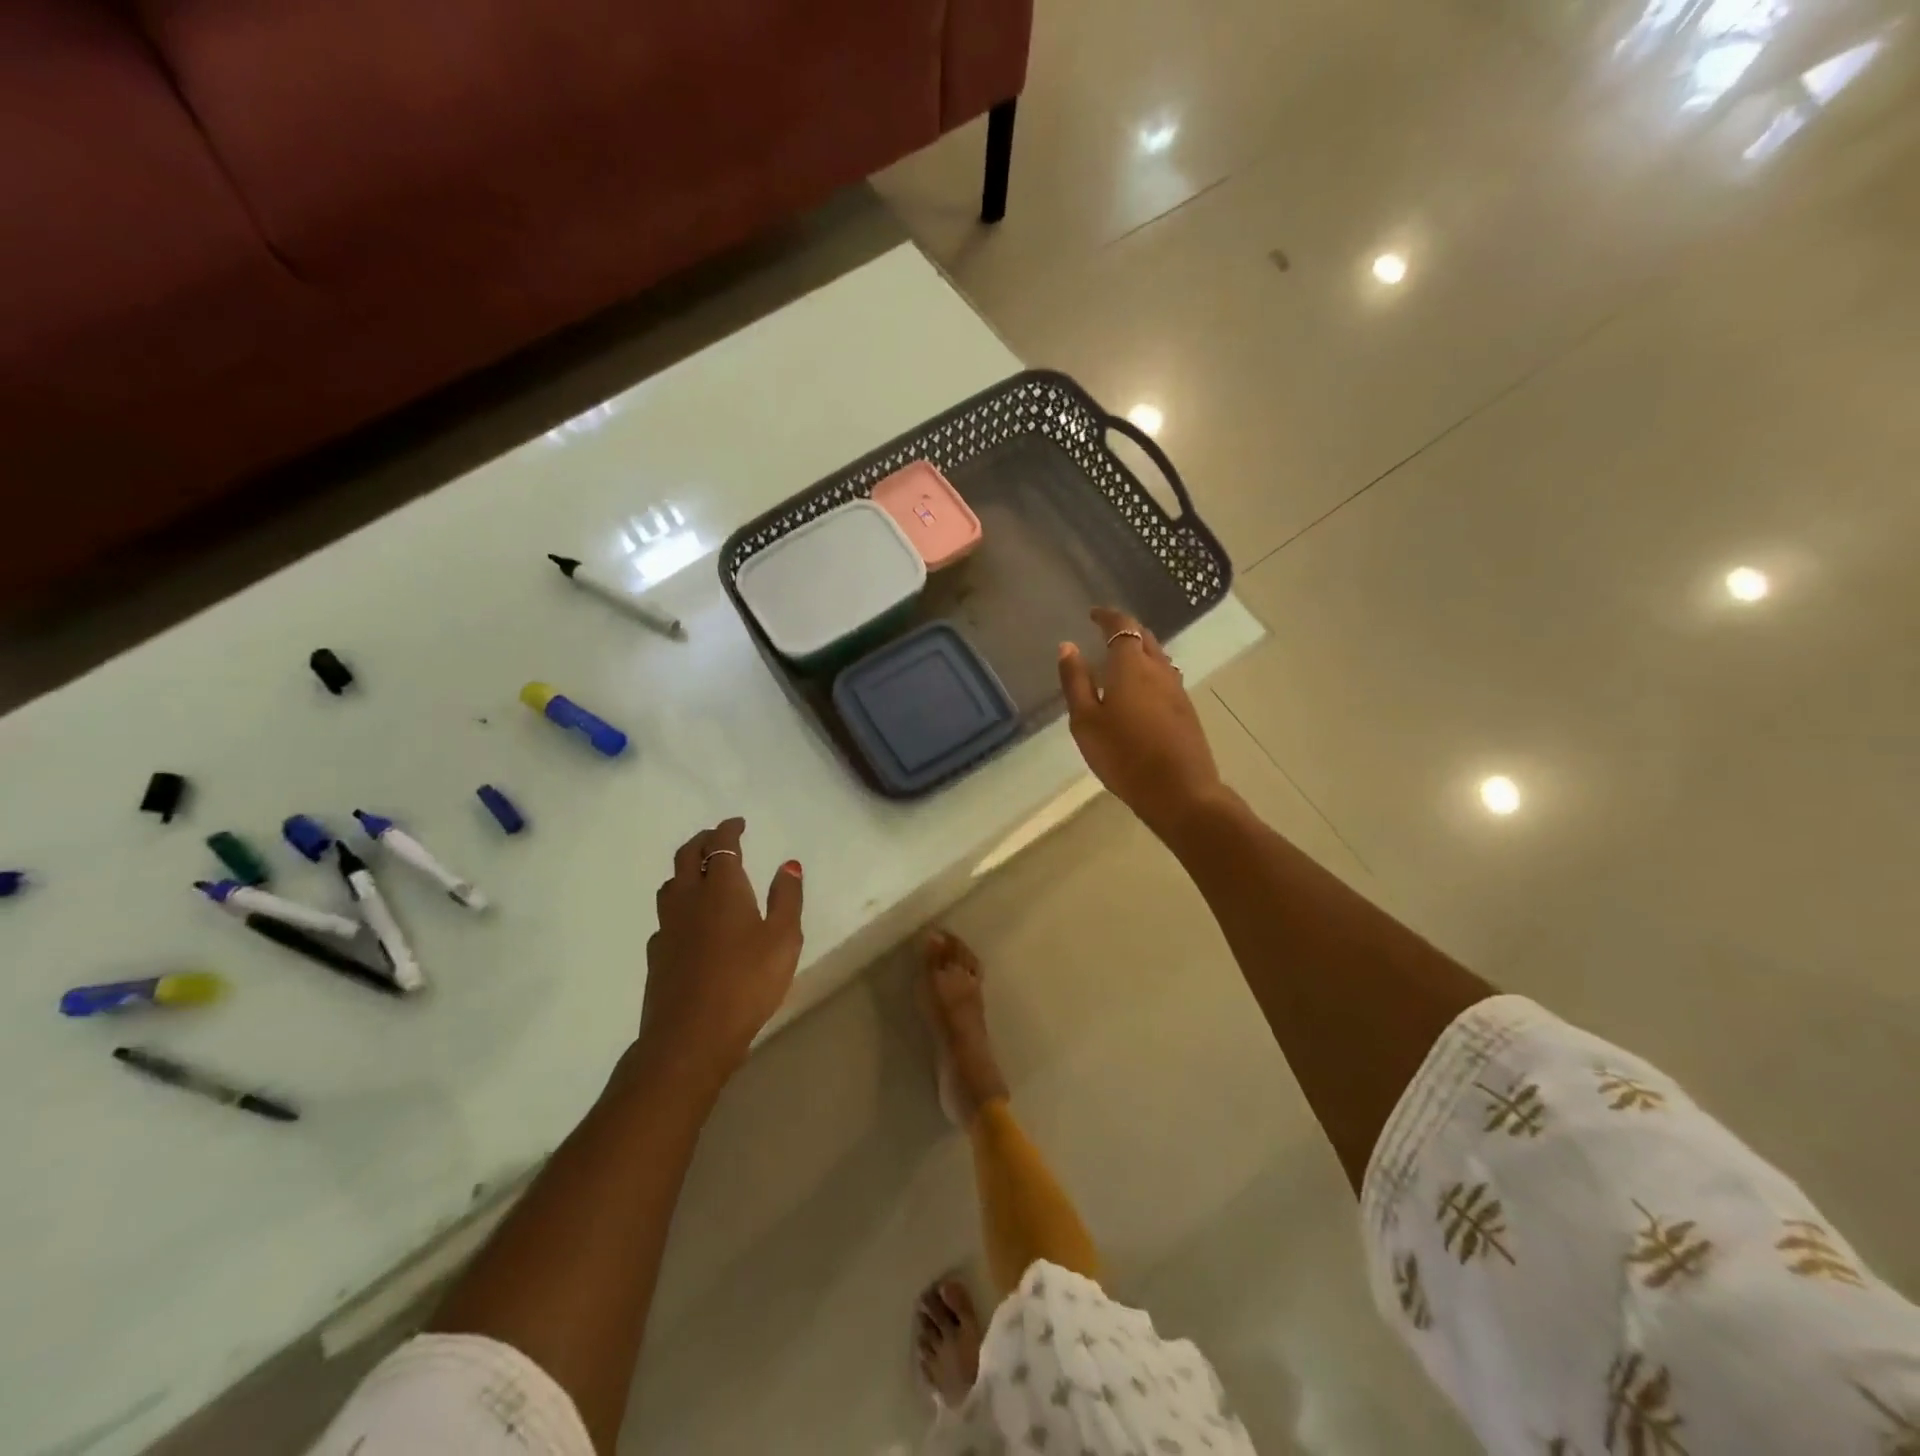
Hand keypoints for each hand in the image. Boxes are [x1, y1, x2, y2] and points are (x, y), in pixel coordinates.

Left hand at [639, 818, 803, 1086]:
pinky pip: (665, 916)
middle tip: (718, 838)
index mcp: (721, 888)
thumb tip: (788, 864)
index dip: (728, 830)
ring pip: (670, 884)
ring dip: (684, 869)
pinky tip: (689, 922)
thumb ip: (787, 898)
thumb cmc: (747, 982)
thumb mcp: (784, 938)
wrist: (690, 1036)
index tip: (738, 823)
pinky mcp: (657, 955)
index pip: (720, 846)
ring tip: (700, 873)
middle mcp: (688, 899)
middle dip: (702, 841)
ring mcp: (668, 927)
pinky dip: (678, 905)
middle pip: (686, 856)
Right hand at [1058, 607, 1224, 838]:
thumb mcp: (1086, 721)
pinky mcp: (1185, 710)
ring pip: (1158, 657)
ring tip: (1120, 659)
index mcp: (1131, 666)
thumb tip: (1068, 646)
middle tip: (1105, 633)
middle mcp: (1159, 670)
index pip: (1122, 627)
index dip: (1108, 617)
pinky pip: (1165, 677)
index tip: (1093, 614)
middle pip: (1144, 637)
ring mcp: (1177, 690)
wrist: (1179, 790)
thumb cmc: (1123, 755)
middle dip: (1125, 630)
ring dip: (1140, 650)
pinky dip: (1150, 671)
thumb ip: (1076, 681)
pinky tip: (1140, 689)